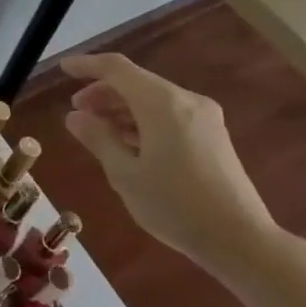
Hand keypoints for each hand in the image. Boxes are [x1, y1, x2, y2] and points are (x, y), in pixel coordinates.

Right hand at [60, 54, 278, 270]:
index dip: (87, 65)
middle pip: (136, 82)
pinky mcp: (213, 135)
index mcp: (161, 103)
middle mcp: (185, 100)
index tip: (63, 70)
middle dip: (103, 92)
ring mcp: (204, 117)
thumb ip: (98, 138)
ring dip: (122, 108)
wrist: (242, 241)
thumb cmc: (176, 206)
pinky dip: (144, 120)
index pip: (116, 68)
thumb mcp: (125, 174)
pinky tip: (130, 143)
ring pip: (153, 98)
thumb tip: (75, 116)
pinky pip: (170, 114)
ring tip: (99, 131)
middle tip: (77, 113)